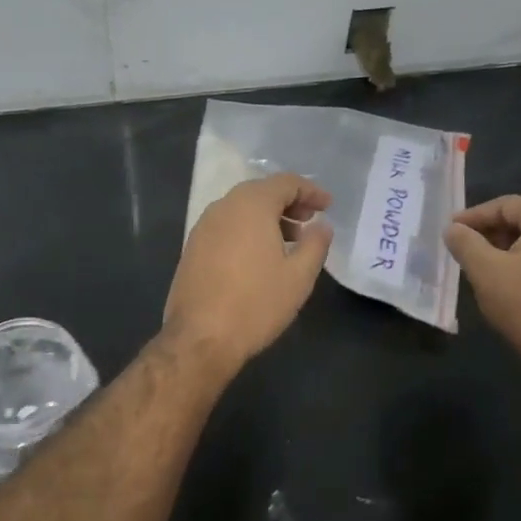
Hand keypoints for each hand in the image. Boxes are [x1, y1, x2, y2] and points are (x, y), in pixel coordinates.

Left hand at [165, 173, 332, 373]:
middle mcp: (223, 207)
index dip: (310, 190)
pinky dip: (247, 230)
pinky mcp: (192, 247)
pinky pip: (226, 226)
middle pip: (260, 191)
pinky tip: (260, 256)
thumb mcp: (299, 276)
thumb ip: (315, 244)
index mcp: (250, 205)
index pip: (285, 182)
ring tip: (290, 240)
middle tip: (310, 220)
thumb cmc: (256, 304)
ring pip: (241, 209)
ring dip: (267, 217)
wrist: (200, 338)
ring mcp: (203, 227)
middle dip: (288, 202)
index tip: (328, 205)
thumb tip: (321, 225)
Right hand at [444, 196, 520, 377]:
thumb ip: (465, 243)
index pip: (508, 204)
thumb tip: (453, 229)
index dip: (475, 214)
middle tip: (463, 246)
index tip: (452, 230)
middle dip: (489, 231)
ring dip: (504, 248)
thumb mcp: (485, 270)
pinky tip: (506, 283)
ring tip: (480, 265)